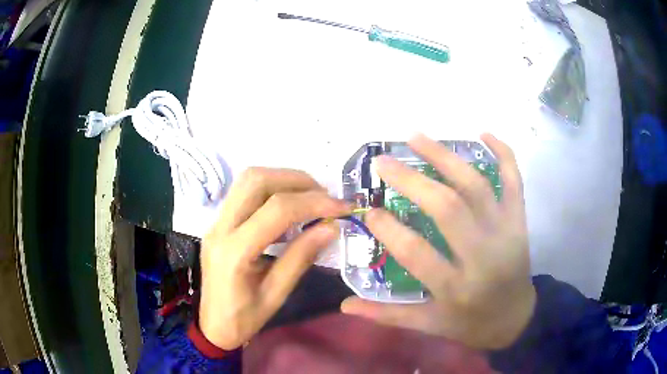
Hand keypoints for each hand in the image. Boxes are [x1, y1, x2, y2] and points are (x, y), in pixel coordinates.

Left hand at [199, 168, 349, 349]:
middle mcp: (220, 228)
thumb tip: (331, 226)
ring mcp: (215, 222)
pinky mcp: (218, 222)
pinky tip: (289, 209)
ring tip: (310, 197)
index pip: (276, 210)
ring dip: (283, 180)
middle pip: (256, 180)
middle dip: (296, 180)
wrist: (212, 325)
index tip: (342, 207)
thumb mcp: (276, 294)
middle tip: (324, 196)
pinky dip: (271, 190)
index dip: (314, 203)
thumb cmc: (244, 318)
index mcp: (234, 252)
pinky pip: (244, 192)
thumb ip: (301, 257)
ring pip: (248, 180)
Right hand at [341, 134, 535, 349]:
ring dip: (446, 157)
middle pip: (448, 208)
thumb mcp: (430, 325)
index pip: (417, 253)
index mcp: (456, 288)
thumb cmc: (471, 322)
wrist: (516, 317)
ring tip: (416, 137)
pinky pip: (514, 180)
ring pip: (477, 186)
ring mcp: (506, 232)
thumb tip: (345, 306)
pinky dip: (503, 153)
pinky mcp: (519, 220)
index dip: (389, 229)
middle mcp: (483, 256)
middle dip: (411, 181)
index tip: (369, 211)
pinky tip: (483, 134)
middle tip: (383, 162)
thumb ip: (388, 315)